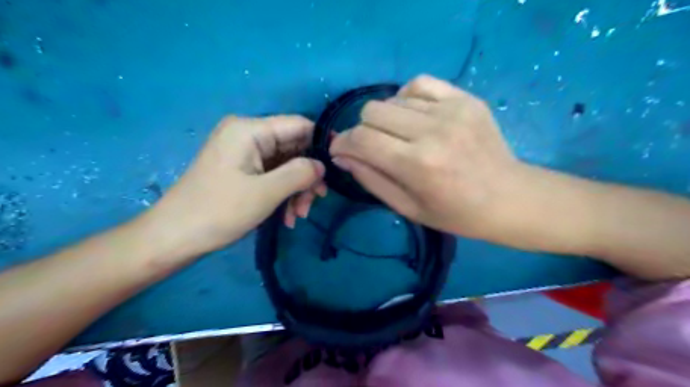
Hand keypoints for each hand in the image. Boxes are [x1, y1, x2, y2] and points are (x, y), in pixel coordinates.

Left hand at [144, 115, 325, 259]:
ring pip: (285, 165)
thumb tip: (322, 165)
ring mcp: (244, 154)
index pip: (299, 125)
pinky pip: (272, 176)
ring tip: (298, 216)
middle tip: (316, 201)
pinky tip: (287, 217)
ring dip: (296, 190)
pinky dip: (283, 194)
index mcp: (250, 130)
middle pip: (293, 148)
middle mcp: (247, 135)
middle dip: (307, 176)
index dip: (322, 142)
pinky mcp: (242, 170)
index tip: (338, 166)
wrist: (174, 237)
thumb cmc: (219, 211)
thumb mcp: (266, 192)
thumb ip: (300, 173)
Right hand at [330, 76, 537, 244]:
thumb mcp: (407, 208)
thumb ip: (370, 179)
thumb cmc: (455, 213)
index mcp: (417, 165)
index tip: (340, 150)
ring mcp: (451, 110)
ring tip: (397, 136)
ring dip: (385, 119)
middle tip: (372, 147)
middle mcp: (431, 131)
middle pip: (372, 112)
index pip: (362, 139)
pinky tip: (412, 115)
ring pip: (393, 99)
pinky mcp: (465, 98)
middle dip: (362, 131)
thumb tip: (342, 156)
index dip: (343, 143)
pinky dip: (406, 98)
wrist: (508, 197)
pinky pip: (419, 84)